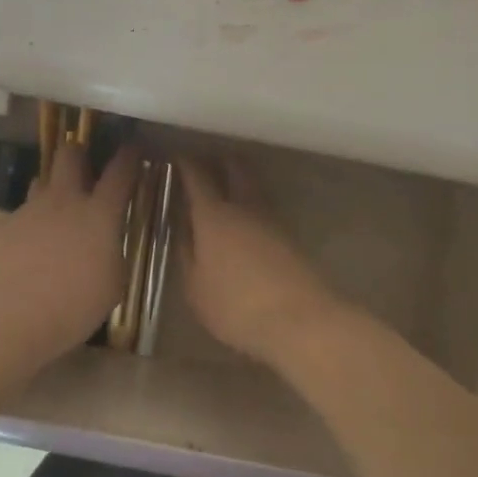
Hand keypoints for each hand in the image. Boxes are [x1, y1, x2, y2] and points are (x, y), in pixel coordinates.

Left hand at [0, 140, 139, 369]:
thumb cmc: (74, 304)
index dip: (129, 156)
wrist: (11, 314)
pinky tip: (30, 245)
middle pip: (70, 155)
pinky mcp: (5, 226)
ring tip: (56, 208)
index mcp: (99, 213)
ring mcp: (31, 210)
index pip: (120, 172)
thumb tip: (107, 243)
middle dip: (79, 153)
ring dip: (52, 187)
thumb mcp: (112, 283)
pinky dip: (31, 222)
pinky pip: (22, 212)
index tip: (133, 148)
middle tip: (85, 168)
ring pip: (42, 179)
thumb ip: (112, 253)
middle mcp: (65, 200)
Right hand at [177, 157, 343, 364]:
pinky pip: (265, 209)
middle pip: (234, 169)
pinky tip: (245, 222)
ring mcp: (271, 220)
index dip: (186, 164)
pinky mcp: (289, 237)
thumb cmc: (235, 306)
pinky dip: (252, 206)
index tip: (178, 157)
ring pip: (253, 187)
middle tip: (207, 162)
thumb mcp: (196, 288)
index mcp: (213, 216)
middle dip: (220, 161)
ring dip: (239, 181)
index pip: (197, 177)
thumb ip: (187, 254)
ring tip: (225, 190)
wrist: (299, 320)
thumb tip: (184, 229)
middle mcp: (243, 208)